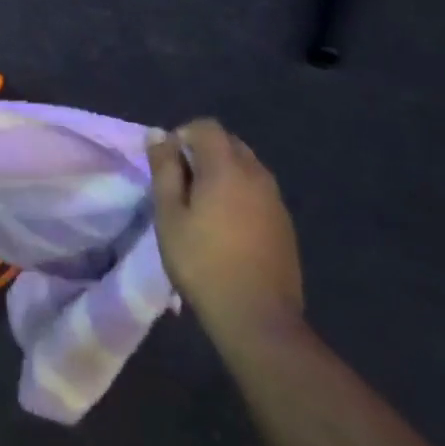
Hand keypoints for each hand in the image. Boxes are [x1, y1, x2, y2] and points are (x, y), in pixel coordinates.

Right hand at [149, 119, 302, 345]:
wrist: (257, 318)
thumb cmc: (202, 262)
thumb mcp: (169, 214)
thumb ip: (164, 168)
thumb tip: (158, 133)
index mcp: (227, 168)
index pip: (206, 127)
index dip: (183, 135)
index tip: (168, 164)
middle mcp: (257, 175)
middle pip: (229, 143)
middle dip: (203, 152)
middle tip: (181, 184)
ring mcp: (276, 201)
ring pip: (246, 167)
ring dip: (223, 173)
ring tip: (202, 206)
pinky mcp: (285, 225)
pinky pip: (258, 191)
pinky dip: (240, 194)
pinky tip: (226, 226)